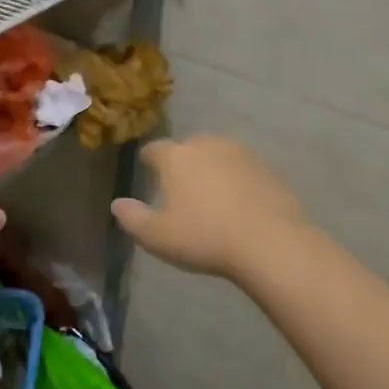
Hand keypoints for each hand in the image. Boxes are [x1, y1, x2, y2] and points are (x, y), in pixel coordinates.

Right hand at [112, 136, 308, 281]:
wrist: (272, 243)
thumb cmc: (205, 237)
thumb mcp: (157, 237)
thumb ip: (132, 218)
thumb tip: (117, 204)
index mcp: (176, 157)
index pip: (154, 149)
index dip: (149, 160)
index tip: (148, 172)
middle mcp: (207, 145)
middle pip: (188, 148)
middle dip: (182, 163)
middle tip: (180, 188)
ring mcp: (241, 154)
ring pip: (218, 155)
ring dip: (211, 169)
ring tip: (211, 196)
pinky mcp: (268, 169)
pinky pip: (243, 170)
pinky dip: (237, 181)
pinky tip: (239, 205)